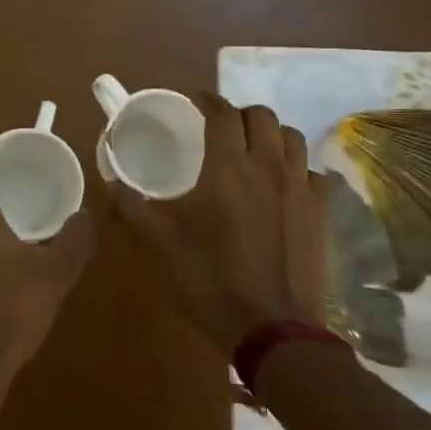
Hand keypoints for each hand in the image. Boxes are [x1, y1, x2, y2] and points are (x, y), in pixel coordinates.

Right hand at [107, 94, 327, 356]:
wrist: (272, 329)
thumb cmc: (211, 281)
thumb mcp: (161, 244)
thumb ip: (132, 208)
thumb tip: (110, 184)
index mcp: (228, 166)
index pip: (222, 113)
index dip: (208, 100)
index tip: (196, 100)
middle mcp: (267, 165)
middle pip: (261, 116)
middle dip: (239, 114)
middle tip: (222, 128)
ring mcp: (299, 187)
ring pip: (291, 137)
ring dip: (270, 134)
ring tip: (254, 149)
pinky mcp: (321, 212)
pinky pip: (312, 172)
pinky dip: (297, 167)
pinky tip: (284, 184)